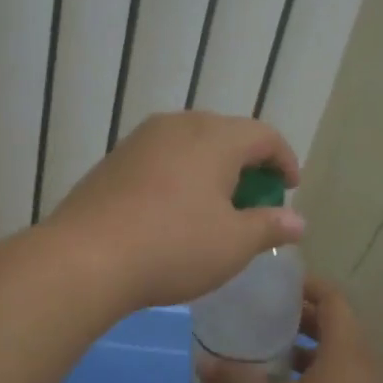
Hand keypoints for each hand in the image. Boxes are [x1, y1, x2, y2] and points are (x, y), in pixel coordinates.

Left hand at [45, 111, 303, 309]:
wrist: (86, 257)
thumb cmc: (173, 247)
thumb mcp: (233, 244)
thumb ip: (269, 226)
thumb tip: (297, 221)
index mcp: (214, 137)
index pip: (263, 135)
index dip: (284, 160)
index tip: (290, 188)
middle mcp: (177, 125)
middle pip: (225, 134)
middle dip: (246, 164)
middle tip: (253, 199)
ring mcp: (140, 140)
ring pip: (189, 145)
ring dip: (210, 169)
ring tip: (214, 206)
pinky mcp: (113, 160)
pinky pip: (160, 159)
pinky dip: (178, 176)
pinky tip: (172, 210)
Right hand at [198, 278, 382, 382]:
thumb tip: (204, 362)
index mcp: (346, 352)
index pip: (332, 299)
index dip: (305, 285)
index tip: (274, 284)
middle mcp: (365, 368)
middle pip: (335, 328)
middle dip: (299, 320)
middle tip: (259, 321)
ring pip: (338, 362)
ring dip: (305, 356)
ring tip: (266, 361)